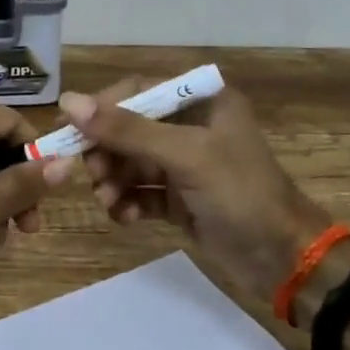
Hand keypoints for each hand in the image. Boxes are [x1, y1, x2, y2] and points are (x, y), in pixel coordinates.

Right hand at [58, 80, 330, 296]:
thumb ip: (127, 130)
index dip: (101, 108)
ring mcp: (185, 165)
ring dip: (113, 180)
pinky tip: (125, 217)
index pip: (138, 90)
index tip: (66, 128)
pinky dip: (128, 203)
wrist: (283, 259)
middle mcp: (191, 127)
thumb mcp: (185, 155)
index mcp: (202, 102)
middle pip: (129, 128)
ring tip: (108, 201)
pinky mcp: (179, 199)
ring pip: (131, 163)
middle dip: (106, 151)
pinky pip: (140, 192)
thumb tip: (68, 102)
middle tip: (91, 173)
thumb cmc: (240, 194)